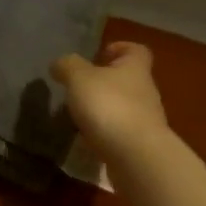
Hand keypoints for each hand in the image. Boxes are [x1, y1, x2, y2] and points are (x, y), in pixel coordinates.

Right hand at [51, 41, 169, 156]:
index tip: (100, 55)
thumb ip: (68, 66)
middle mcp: (145, 91)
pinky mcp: (140, 145)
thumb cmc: (109, 106)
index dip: (119, 48)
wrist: (136, 157)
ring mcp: (145, 120)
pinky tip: (87, 140)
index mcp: (135, 68)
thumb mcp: (80, 78)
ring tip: (78, 116)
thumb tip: (59, 63)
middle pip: (128, 79)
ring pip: (123, 107)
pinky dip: (105, 134)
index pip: (136, 50)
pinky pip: (120, 133)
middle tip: (79, 88)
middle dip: (105, 82)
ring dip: (104, 109)